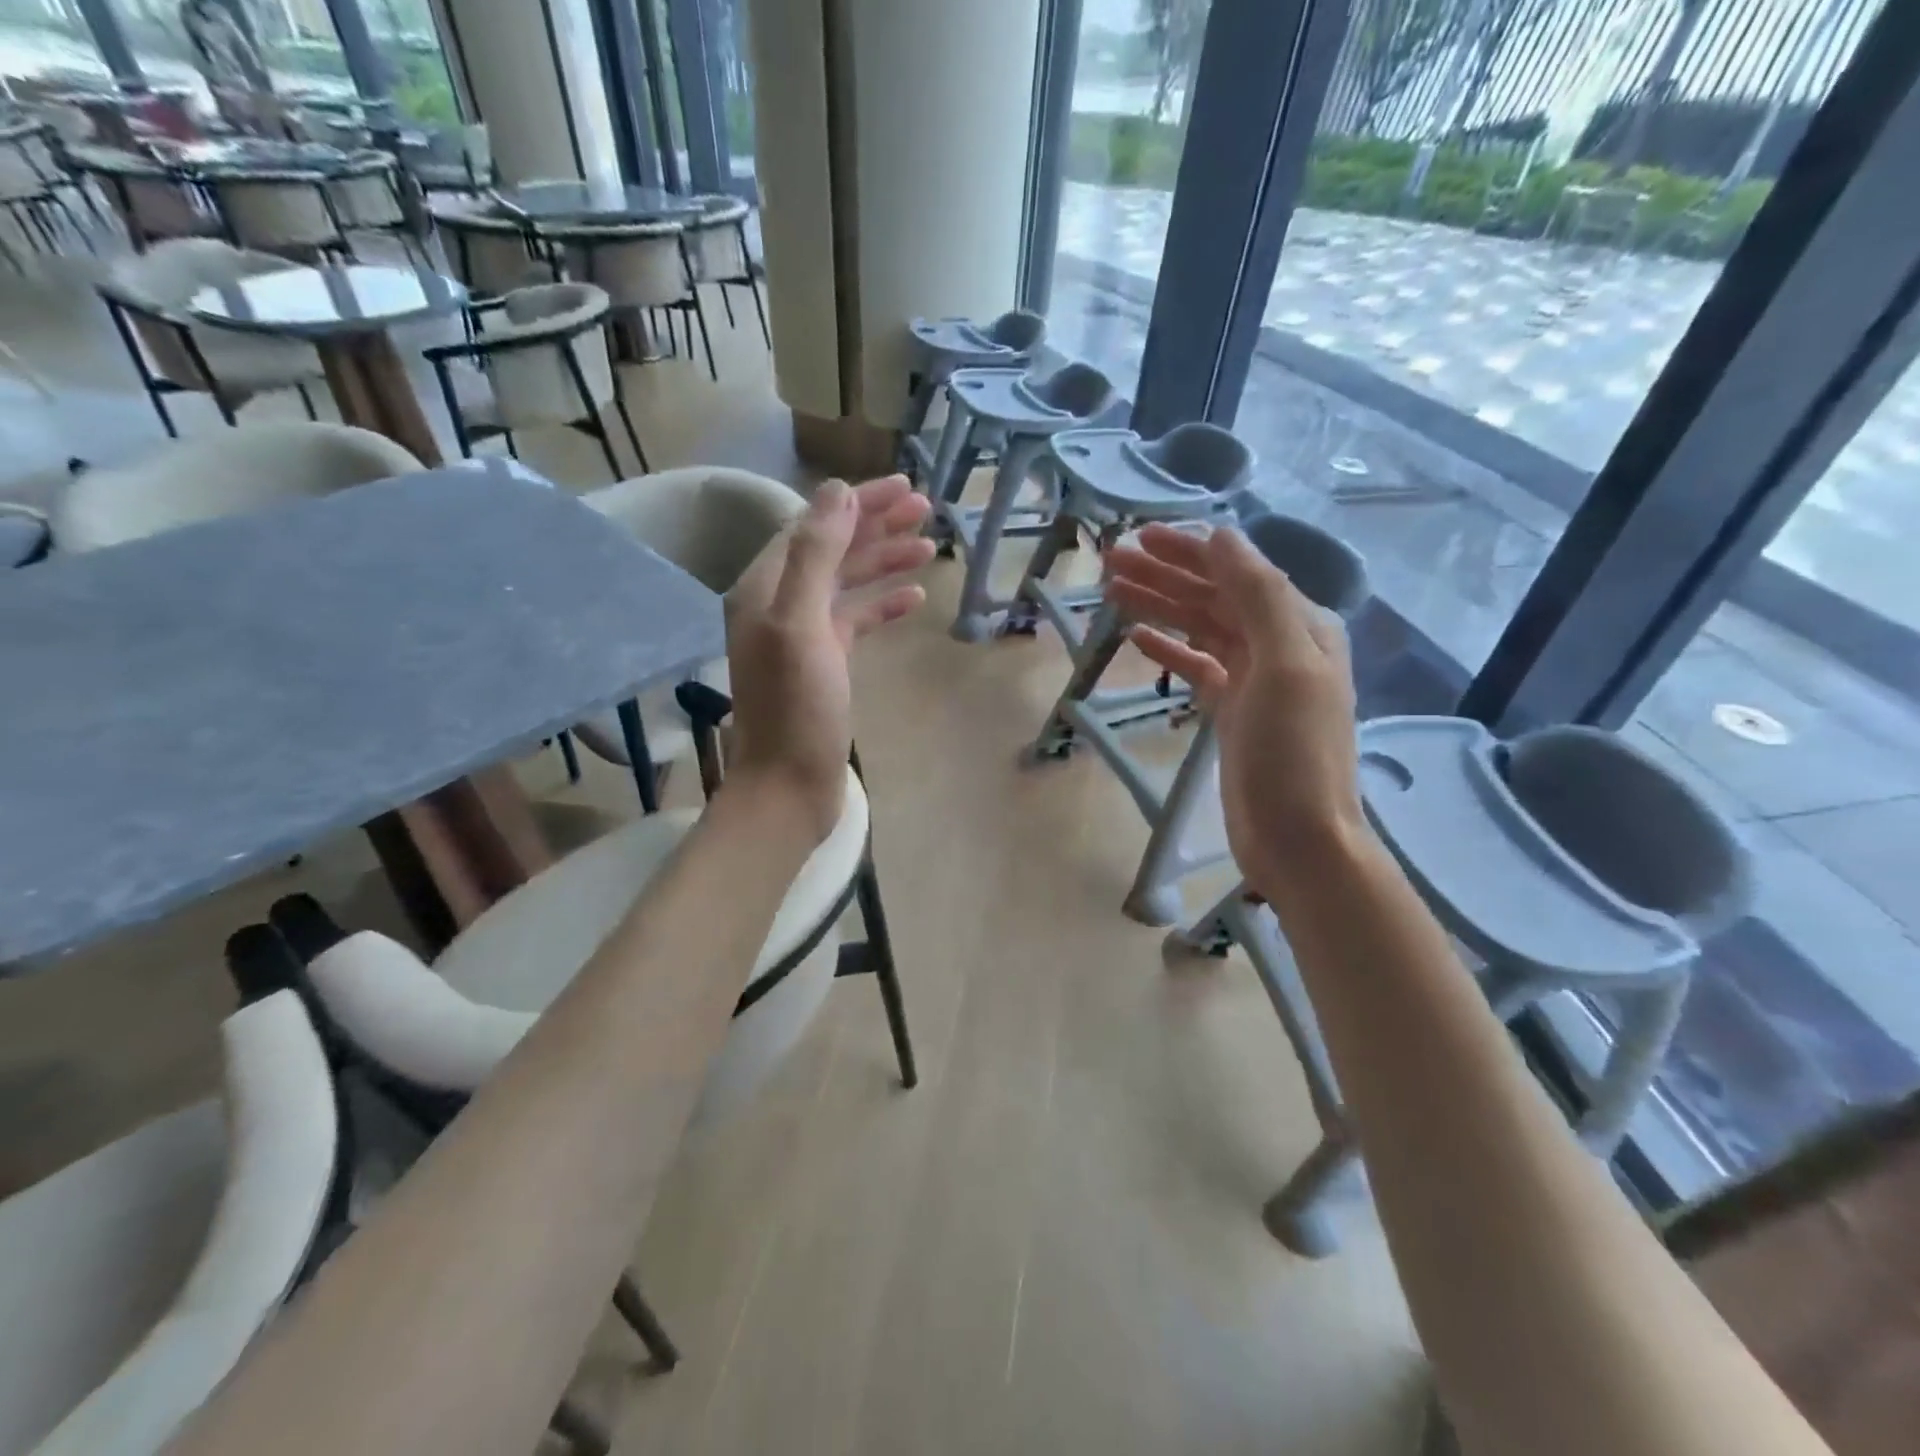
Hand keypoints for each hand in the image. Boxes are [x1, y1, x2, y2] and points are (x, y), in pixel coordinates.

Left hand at [724, 475, 932, 838]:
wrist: (789, 785)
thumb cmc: (796, 708)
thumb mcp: (802, 624)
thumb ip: (815, 555)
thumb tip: (837, 492)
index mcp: (765, 587)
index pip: (814, 525)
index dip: (858, 503)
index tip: (904, 487)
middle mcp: (780, 604)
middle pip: (832, 550)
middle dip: (876, 526)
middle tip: (925, 509)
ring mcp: (803, 635)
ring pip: (847, 583)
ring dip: (884, 562)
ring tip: (928, 547)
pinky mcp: (825, 663)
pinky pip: (855, 620)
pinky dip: (882, 605)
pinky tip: (913, 598)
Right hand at [1105, 523, 1366, 895]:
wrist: (1298, 838)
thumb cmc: (1293, 753)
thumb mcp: (1286, 665)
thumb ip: (1258, 596)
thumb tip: (1220, 536)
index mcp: (1300, 625)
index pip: (1237, 572)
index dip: (1188, 551)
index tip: (1140, 537)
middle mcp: (1280, 643)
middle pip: (1214, 596)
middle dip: (1164, 575)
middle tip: (1110, 560)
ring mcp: (1255, 679)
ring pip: (1201, 628)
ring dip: (1159, 606)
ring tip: (1112, 590)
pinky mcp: (1233, 711)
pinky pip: (1197, 666)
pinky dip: (1169, 648)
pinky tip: (1137, 638)